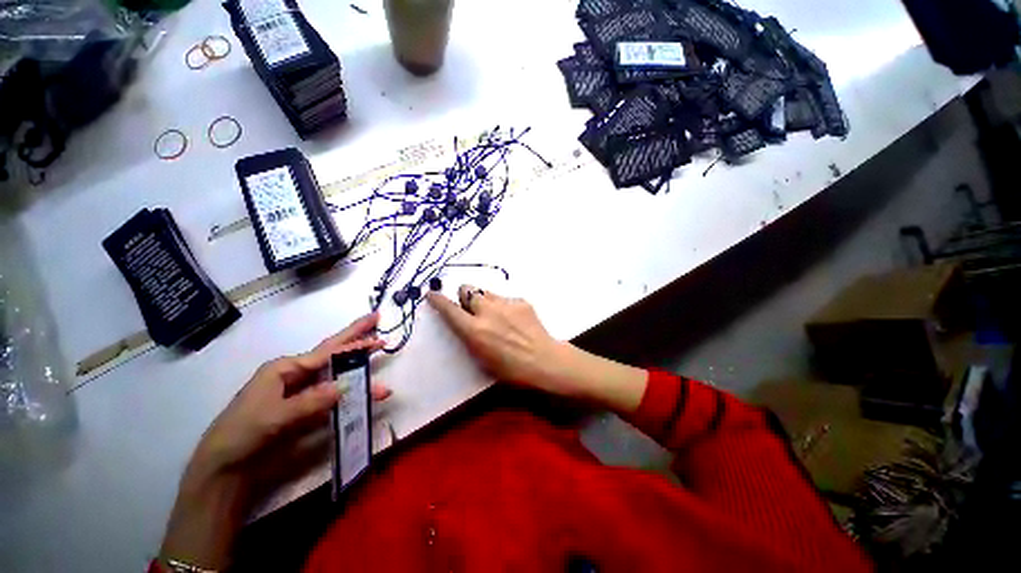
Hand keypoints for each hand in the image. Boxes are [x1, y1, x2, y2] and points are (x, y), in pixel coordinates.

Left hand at [160, 313, 389, 569]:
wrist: (225, 468)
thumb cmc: (242, 434)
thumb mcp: (273, 417)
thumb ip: (310, 401)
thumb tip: (346, 386)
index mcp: (284, 369)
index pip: (326, 353)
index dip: (353, 346)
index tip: (376, 339)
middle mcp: (295, 375)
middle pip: (332, 354)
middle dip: (356, 339)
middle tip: (376, 321)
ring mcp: (302, 393)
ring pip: (337, 378)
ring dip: (360, 380)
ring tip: (382, 387)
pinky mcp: (306, 410)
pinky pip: (333, 399)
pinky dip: (351, 398)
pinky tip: (364, 397)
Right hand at [428, 286, 646, 411]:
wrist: (545, 361)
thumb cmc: (512, 370)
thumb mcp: (482, 359)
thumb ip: (471, 336)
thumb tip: (466, 323)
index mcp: (474, 330)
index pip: (449, 309)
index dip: (438, 300)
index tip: (432, 294)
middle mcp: (487, 311)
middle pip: (467, 289)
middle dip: (465, 296)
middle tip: (472, 308)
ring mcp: (506, 303)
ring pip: (486, 292)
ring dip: (484, 300)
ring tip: (496, 316)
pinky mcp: (521, 301)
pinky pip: (505, 298)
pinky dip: (504, 306)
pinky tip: (515, 320)